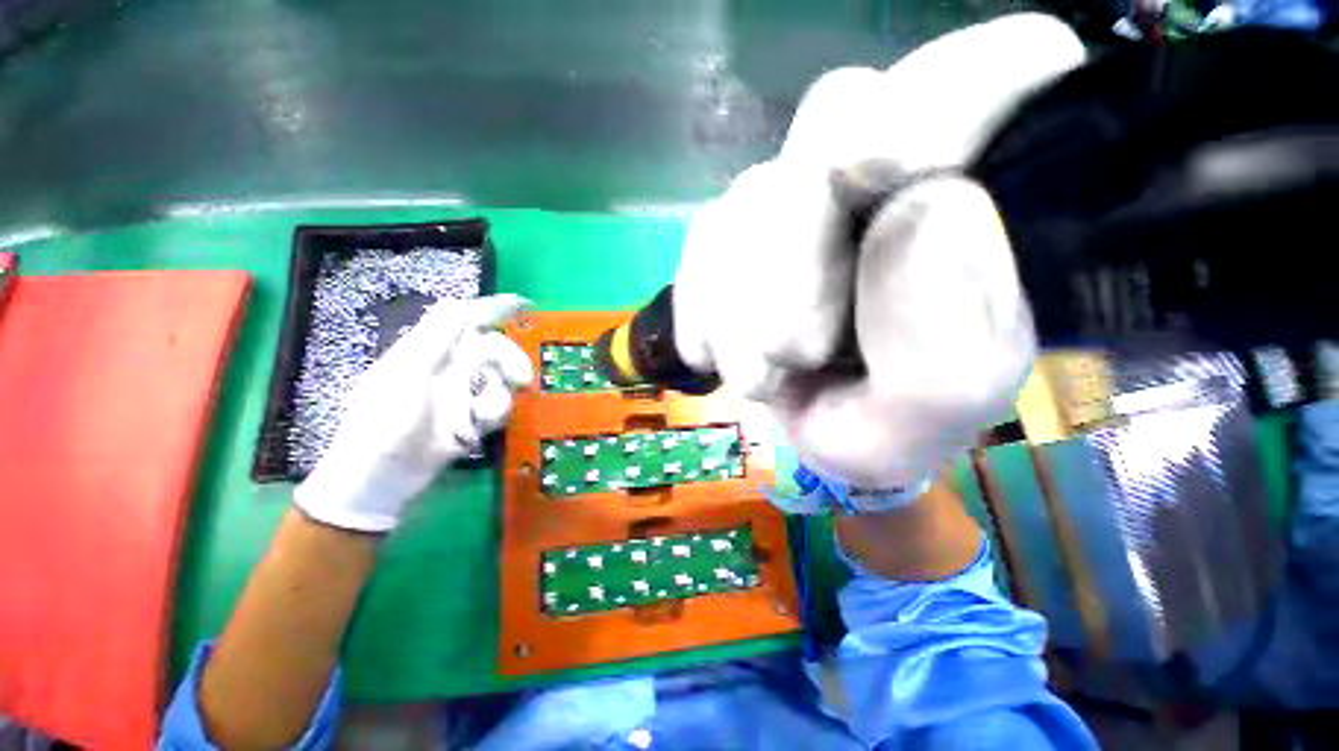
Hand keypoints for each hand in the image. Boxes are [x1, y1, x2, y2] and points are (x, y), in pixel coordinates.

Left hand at [295, 294, 533, 532]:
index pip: (466, 318)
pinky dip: (490, 416)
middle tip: (522, 380)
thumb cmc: (384, 420)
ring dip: (496, 397)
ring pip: (500, 380)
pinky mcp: (472, 416)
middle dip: (510, 361)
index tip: (526, 306)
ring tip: (479, 417)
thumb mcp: (407, 374)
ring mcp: (462, 392)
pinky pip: (497, 406)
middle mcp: (450, 366)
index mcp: (430, 349)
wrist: (383, 477)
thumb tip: (459, 302)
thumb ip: (435, 337)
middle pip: (494, 349)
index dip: (495, 309)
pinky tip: (473, 431)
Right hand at [673, 14, 1081, 489]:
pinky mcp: (741, 230)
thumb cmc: (898, 425)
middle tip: (787, 349)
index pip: (1005, 64)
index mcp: (991, 194)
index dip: (943, 90)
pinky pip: (704, 237)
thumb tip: (928, 211)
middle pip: (834, 121)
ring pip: (753, 190)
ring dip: (738, 297)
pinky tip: (714, 354)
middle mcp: (893, 170)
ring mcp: (806, 194)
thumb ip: (949, 336)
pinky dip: (701, 302)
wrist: (831, 433)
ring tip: (755, 379)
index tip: (878, 170)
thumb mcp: (934, 408)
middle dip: (794, 245)